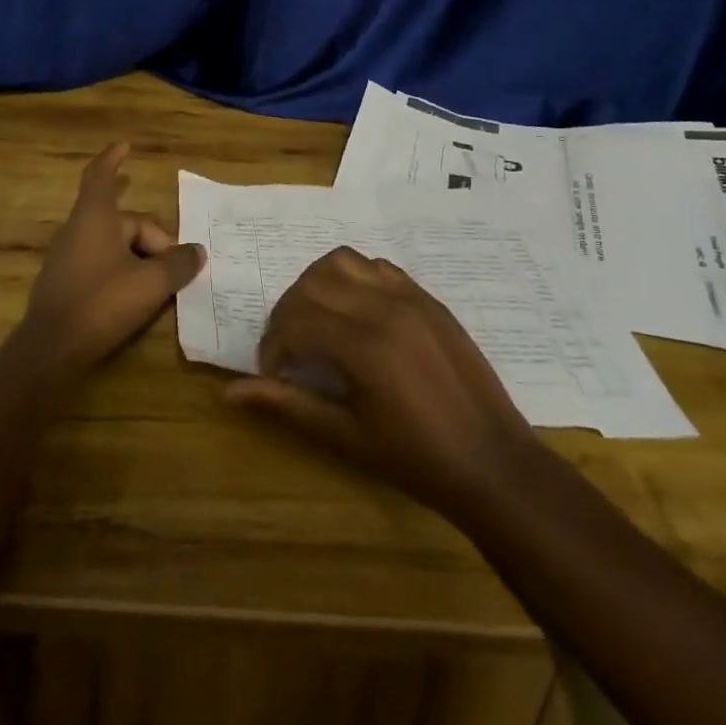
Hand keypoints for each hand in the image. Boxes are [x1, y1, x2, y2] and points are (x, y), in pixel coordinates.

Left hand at [18, 143, 204, 380]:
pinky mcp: (64, 282)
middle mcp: (78, 229)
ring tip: (161, 283)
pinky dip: (122, 271)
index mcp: (95, 217)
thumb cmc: (101, 302)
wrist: (50, 349)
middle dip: (152, 239)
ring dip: (139, 257)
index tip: (125, 146)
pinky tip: (136, 297)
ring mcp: (67, 256)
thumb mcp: (150, 283)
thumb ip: (177, 264)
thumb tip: (197, 252)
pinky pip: (100, 263)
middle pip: (123, 221)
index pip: (101, 175)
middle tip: (177, 266)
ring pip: (113, 244)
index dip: (113, 159)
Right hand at [224, 247, 536, 517]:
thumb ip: (289, 405)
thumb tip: (232, 393)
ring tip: (316, 322)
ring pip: (342, 261)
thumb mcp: (347, 437)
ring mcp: (410, 296)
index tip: (273, 372)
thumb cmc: (417, 460)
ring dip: (316, 285)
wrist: (494, 463)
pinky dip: (353, 279)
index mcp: (365, 345)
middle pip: (312, 283)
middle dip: (287, 312)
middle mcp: (385, 307)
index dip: (273, 344)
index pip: (296, 319)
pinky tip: (354, 314)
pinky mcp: (428, 298)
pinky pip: (377, 266)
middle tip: (288, 350)